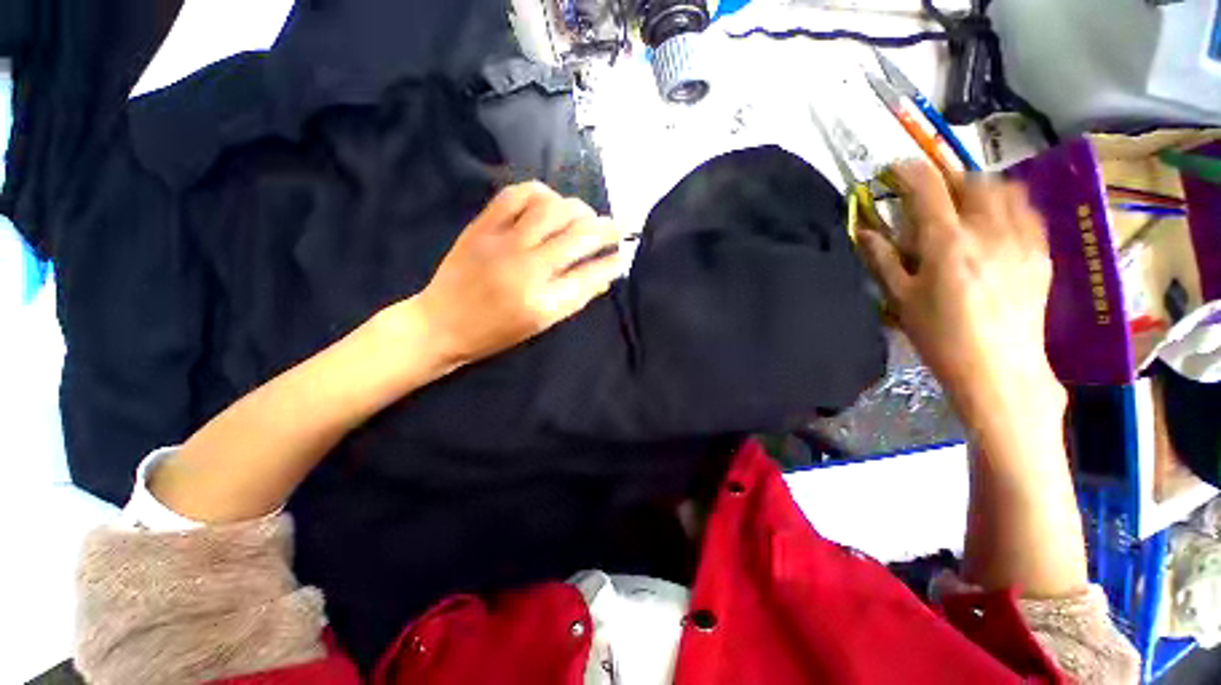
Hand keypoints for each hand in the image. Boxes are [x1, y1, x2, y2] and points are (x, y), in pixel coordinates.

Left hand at [416, 182, 622, 364]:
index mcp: (544, 302)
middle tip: (615, 228)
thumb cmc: (497, 332)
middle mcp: (527, 268)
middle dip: (606, 229)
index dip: (613, 261)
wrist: (442, 323)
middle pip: (578, 236)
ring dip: (577, 209)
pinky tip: (549, 202)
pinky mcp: (481, 227)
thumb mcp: (542, 324)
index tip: (623, 255)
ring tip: (584, 216)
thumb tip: (605, 274)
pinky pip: (516, 195)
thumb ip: (576, 298)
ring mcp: (503, 243)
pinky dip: (540, 193)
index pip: (591, 273)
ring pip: (552, 209)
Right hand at [856, 160, 1064, 427]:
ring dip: (978, 186)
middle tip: (929, 193)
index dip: (908, 171)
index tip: (894, 169)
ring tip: (963, 203)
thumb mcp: (901, 299)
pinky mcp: (1040, 251)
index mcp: (947, 243)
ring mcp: (1021, 238)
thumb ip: (882, 259)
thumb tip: (863, 231)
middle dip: (945, 177)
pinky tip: (995, 220)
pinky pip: (1025, 209)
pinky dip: (1006, 202)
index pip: (927, 188)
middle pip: (970, 180)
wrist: (1000, 368)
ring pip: (1003, 188)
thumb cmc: (941, 336)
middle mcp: (988, 230)